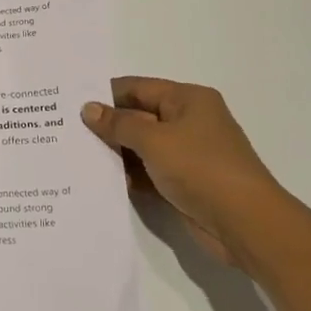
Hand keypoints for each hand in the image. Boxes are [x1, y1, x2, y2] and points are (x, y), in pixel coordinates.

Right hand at [81, 78, 285, 268]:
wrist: (245, 223)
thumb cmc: (201, 168)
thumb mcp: (154, 140)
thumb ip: (119, 123)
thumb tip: (89, 109)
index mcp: (188, 100)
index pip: (138, 87)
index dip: (105, 94)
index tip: (69, 102)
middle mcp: (188, 121)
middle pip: (138, 116)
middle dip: (106, 125)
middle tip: (65, 131)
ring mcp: (186, 153)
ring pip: (140, 146)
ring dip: (114, 152)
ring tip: (75, 156)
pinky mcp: (183, 182)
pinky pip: (147, 171)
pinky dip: (127, 175)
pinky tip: (99, 181)